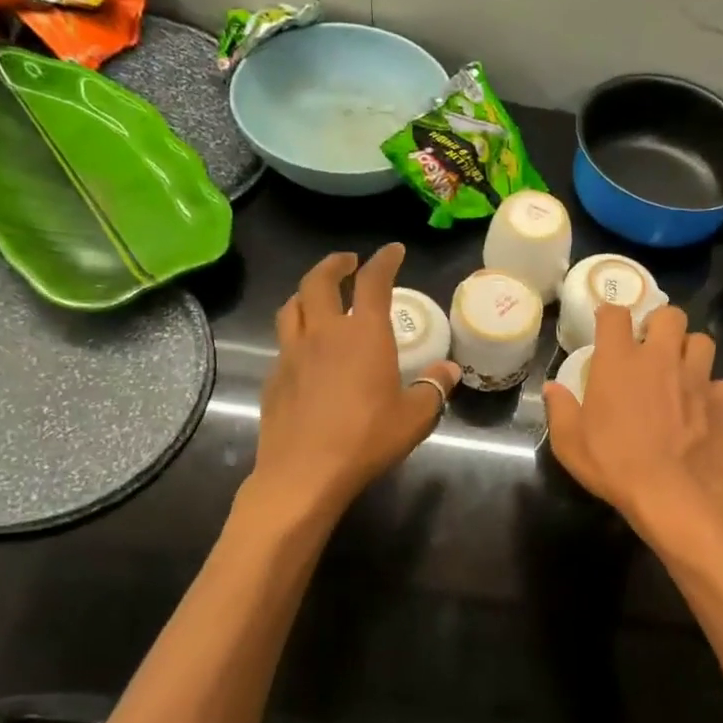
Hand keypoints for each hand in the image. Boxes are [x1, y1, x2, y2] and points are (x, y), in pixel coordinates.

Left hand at [252, 244, 460, 516]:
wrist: (305, 472)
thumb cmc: (367, 439)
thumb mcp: (415, 416)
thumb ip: (433, 388)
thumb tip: (449, 370)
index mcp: (364, 334)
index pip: (374, 281)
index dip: (384, 260)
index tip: (393, 251)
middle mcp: (324, 332)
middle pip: (319, 281)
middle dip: (335, 264)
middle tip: (348, 262)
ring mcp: (292, 352)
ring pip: (292, 305)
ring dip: (307, 292)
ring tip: (319, 296)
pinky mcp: (274, 376)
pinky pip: (284, 340)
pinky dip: (296, 330)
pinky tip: (306, 349)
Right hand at [542, 301, 722, 533]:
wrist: (672, 494)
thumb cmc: (614, 465)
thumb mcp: (570, 443)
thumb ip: (560, 409)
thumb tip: (551, 388)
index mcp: (619, 361)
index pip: (615, 314)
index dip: (610, 316)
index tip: (607, 327)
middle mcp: (660, 358)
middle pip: (670, 314)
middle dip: (661, 325)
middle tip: (651, 347)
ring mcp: (696, 378)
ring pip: (702, 341)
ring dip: (691, 351)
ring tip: (682, 371)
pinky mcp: (722, 402)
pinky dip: (714, 392)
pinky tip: (705, 407)